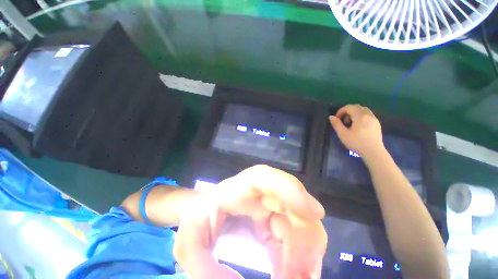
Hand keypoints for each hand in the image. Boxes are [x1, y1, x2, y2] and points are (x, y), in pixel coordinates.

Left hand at [173, 165, 326, 278]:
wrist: (206, 213)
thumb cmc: (198, 219)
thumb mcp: (189, 243)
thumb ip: (203, 268)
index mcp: (240, 187)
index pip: (266, 177)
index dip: (291, 189)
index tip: (314, 213)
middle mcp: (262, 193)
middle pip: (294, 208)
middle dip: (304, 245)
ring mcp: (271, 206)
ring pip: (302, 224)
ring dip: (306, 256)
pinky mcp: (275, 221)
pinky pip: (295, 238)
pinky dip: (299, 260)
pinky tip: (292, 276)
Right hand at [329, 104, 383, 157]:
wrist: (373, 152)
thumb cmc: (356, 143)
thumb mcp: (343, 134)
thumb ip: (336, 124)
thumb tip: (331, 117)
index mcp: (360, 116)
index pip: (349, 107)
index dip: (341, 111)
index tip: (336, 119)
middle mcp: (368, 115)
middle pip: (357, 107)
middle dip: (347, 111)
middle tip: (342, 121)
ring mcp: (374, 119)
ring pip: (363, 110)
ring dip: (354, 113)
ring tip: (350, 123)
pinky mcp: (377, 123)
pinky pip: (368, 115)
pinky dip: (361, 116)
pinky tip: (358, 126)